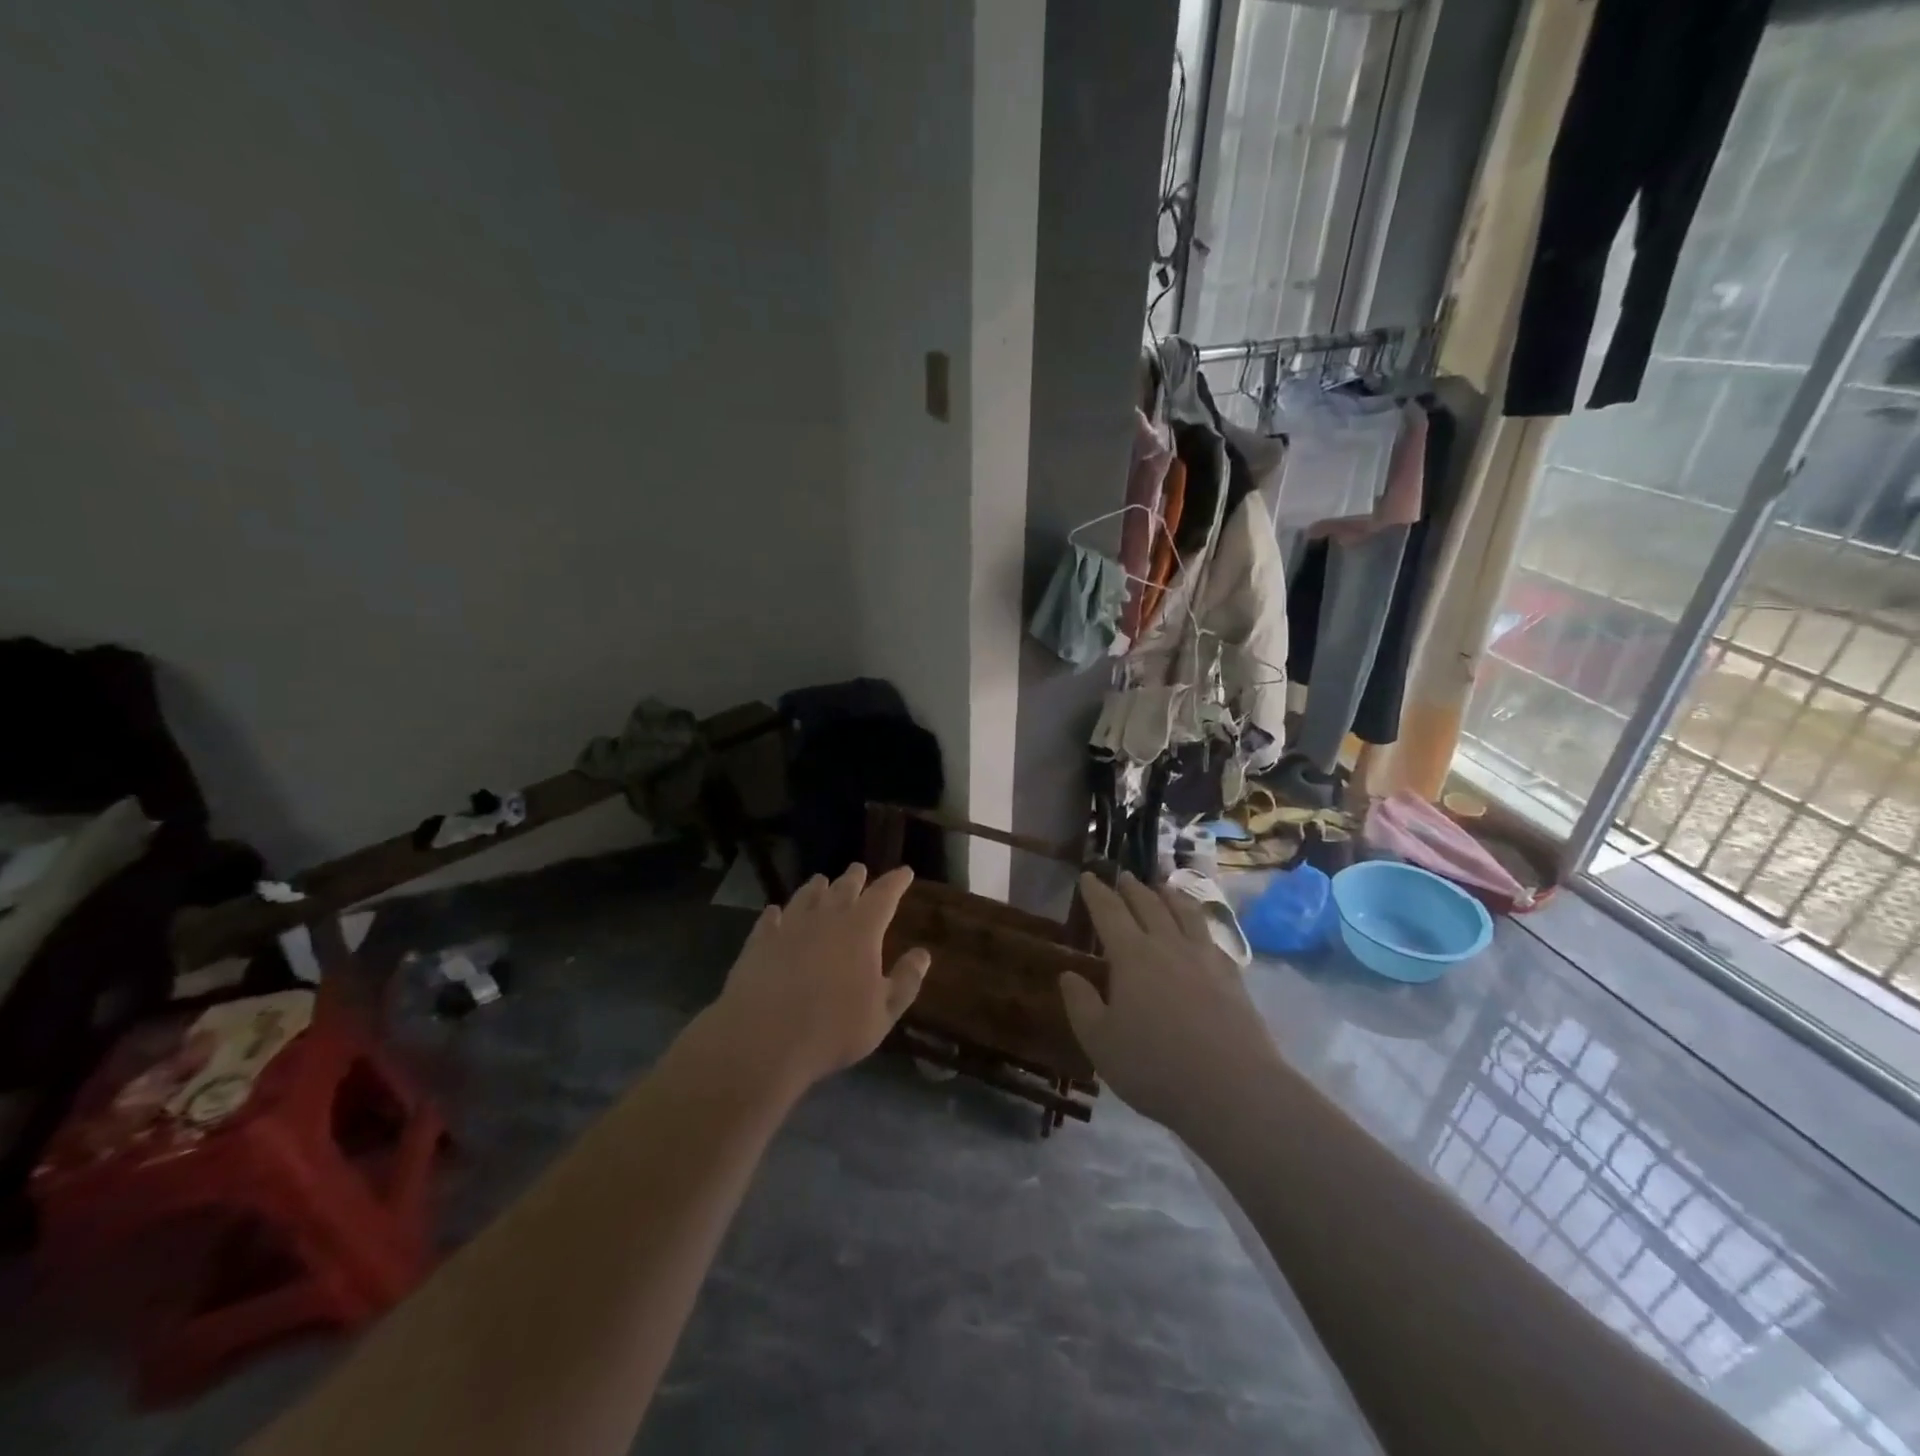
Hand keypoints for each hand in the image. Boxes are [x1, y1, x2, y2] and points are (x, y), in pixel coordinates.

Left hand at [707, 864, 930, 1094]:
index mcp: (861, 930)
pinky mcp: (759, 942)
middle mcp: (826, 918)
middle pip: (843, 889)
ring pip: (806, 897)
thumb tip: (923, 954)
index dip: (895, 882)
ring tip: (821, 880)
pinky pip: (770, 919)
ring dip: (816, 887)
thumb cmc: (833, 1029)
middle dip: (855, 878)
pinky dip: (775, 913)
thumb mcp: (883, 1013)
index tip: (904, 871)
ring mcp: (789, 927)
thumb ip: (906, 981)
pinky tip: (774, 912)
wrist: (763, 1039)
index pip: (884, 895)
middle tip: (859, 869)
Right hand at [1060, 871, 1282, 1136]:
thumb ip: (1081, 1005)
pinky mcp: (1232, 976)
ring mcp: (1204, 957)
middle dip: (1131, 888)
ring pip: (1184, 913)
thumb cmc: (1155, 1067)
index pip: (1109, 912)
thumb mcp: (1100, 1042)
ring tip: (1162, 886)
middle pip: (1148, 904)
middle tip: (1122, 875)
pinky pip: (1211, 935)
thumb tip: (1068, 974)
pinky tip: (1200, 929)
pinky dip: (1199, 922)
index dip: (1096, 892)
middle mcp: (1168, 945)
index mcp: (1131, 956)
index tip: (1088, 876)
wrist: (1233, 1089)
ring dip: (1169, 895)